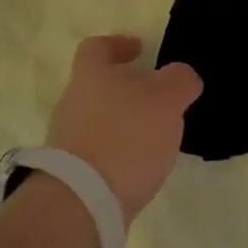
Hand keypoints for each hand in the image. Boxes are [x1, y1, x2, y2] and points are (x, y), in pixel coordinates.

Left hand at [44, 35, 202, 224]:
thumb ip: (179, 81)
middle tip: (157, 99)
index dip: (118, 44)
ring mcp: (66, 140)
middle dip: (126, 89)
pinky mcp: (69, 175)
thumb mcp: (166, 100)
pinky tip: (139, 168)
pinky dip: (117, 154)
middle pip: (97, 85)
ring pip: (98, 120)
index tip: (139, 50)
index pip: (97, 47)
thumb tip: (181, 76)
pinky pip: (97, 152)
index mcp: (90, 75)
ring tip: (154, 138)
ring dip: (123, 124)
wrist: (81, 204)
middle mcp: (72, 102)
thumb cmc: (126, 138)